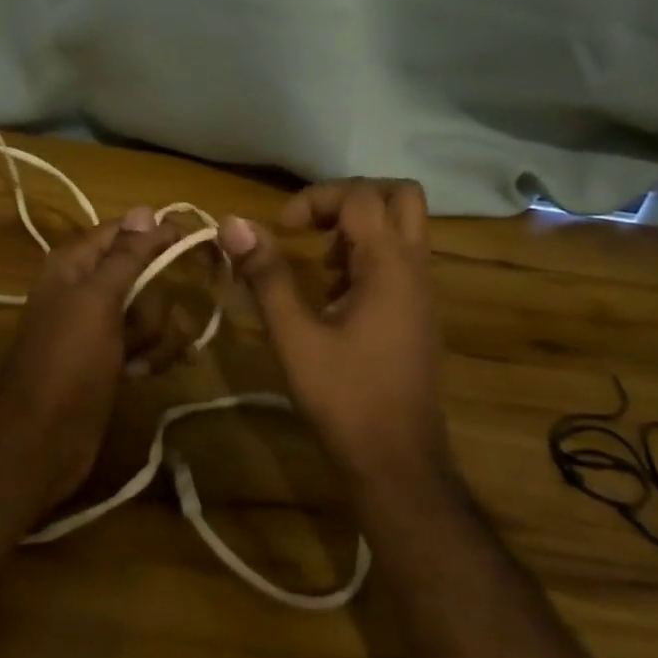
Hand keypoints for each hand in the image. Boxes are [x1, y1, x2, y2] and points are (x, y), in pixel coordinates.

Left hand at [0, 207, 180, 516]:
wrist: (41, 438)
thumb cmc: (67, 360)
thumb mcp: (97, 300)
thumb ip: (125, 255)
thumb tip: (145, 209)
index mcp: (76, 264)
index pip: (125, 232)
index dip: (157, 236)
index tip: (193, 244)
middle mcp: (87, 289)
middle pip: (144, 275)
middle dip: (153, 304)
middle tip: (139, 326)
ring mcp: (99, 327)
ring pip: (150, 313)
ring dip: (154, 337)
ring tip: (135, 361)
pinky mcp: (111, 360)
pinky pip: (146, 344)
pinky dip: (148, 358)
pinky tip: (136, 376)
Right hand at [217, 179, 454, 495]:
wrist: (397, 462)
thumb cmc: (344, 397)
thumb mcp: (294, 336)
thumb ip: (266, 274)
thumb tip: (233, 223)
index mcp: (390, 265)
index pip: (359, 195)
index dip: (314, 198)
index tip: (281, 229)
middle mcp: (416, 268)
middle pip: (400, 196)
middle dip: (351, 198)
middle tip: (312, 224)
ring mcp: (423, 291)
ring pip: (404, 227)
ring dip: (361, 227)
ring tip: (319, 260)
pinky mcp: (419, 313)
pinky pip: (401, 259)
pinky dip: (369, 254)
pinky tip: (334, 294)